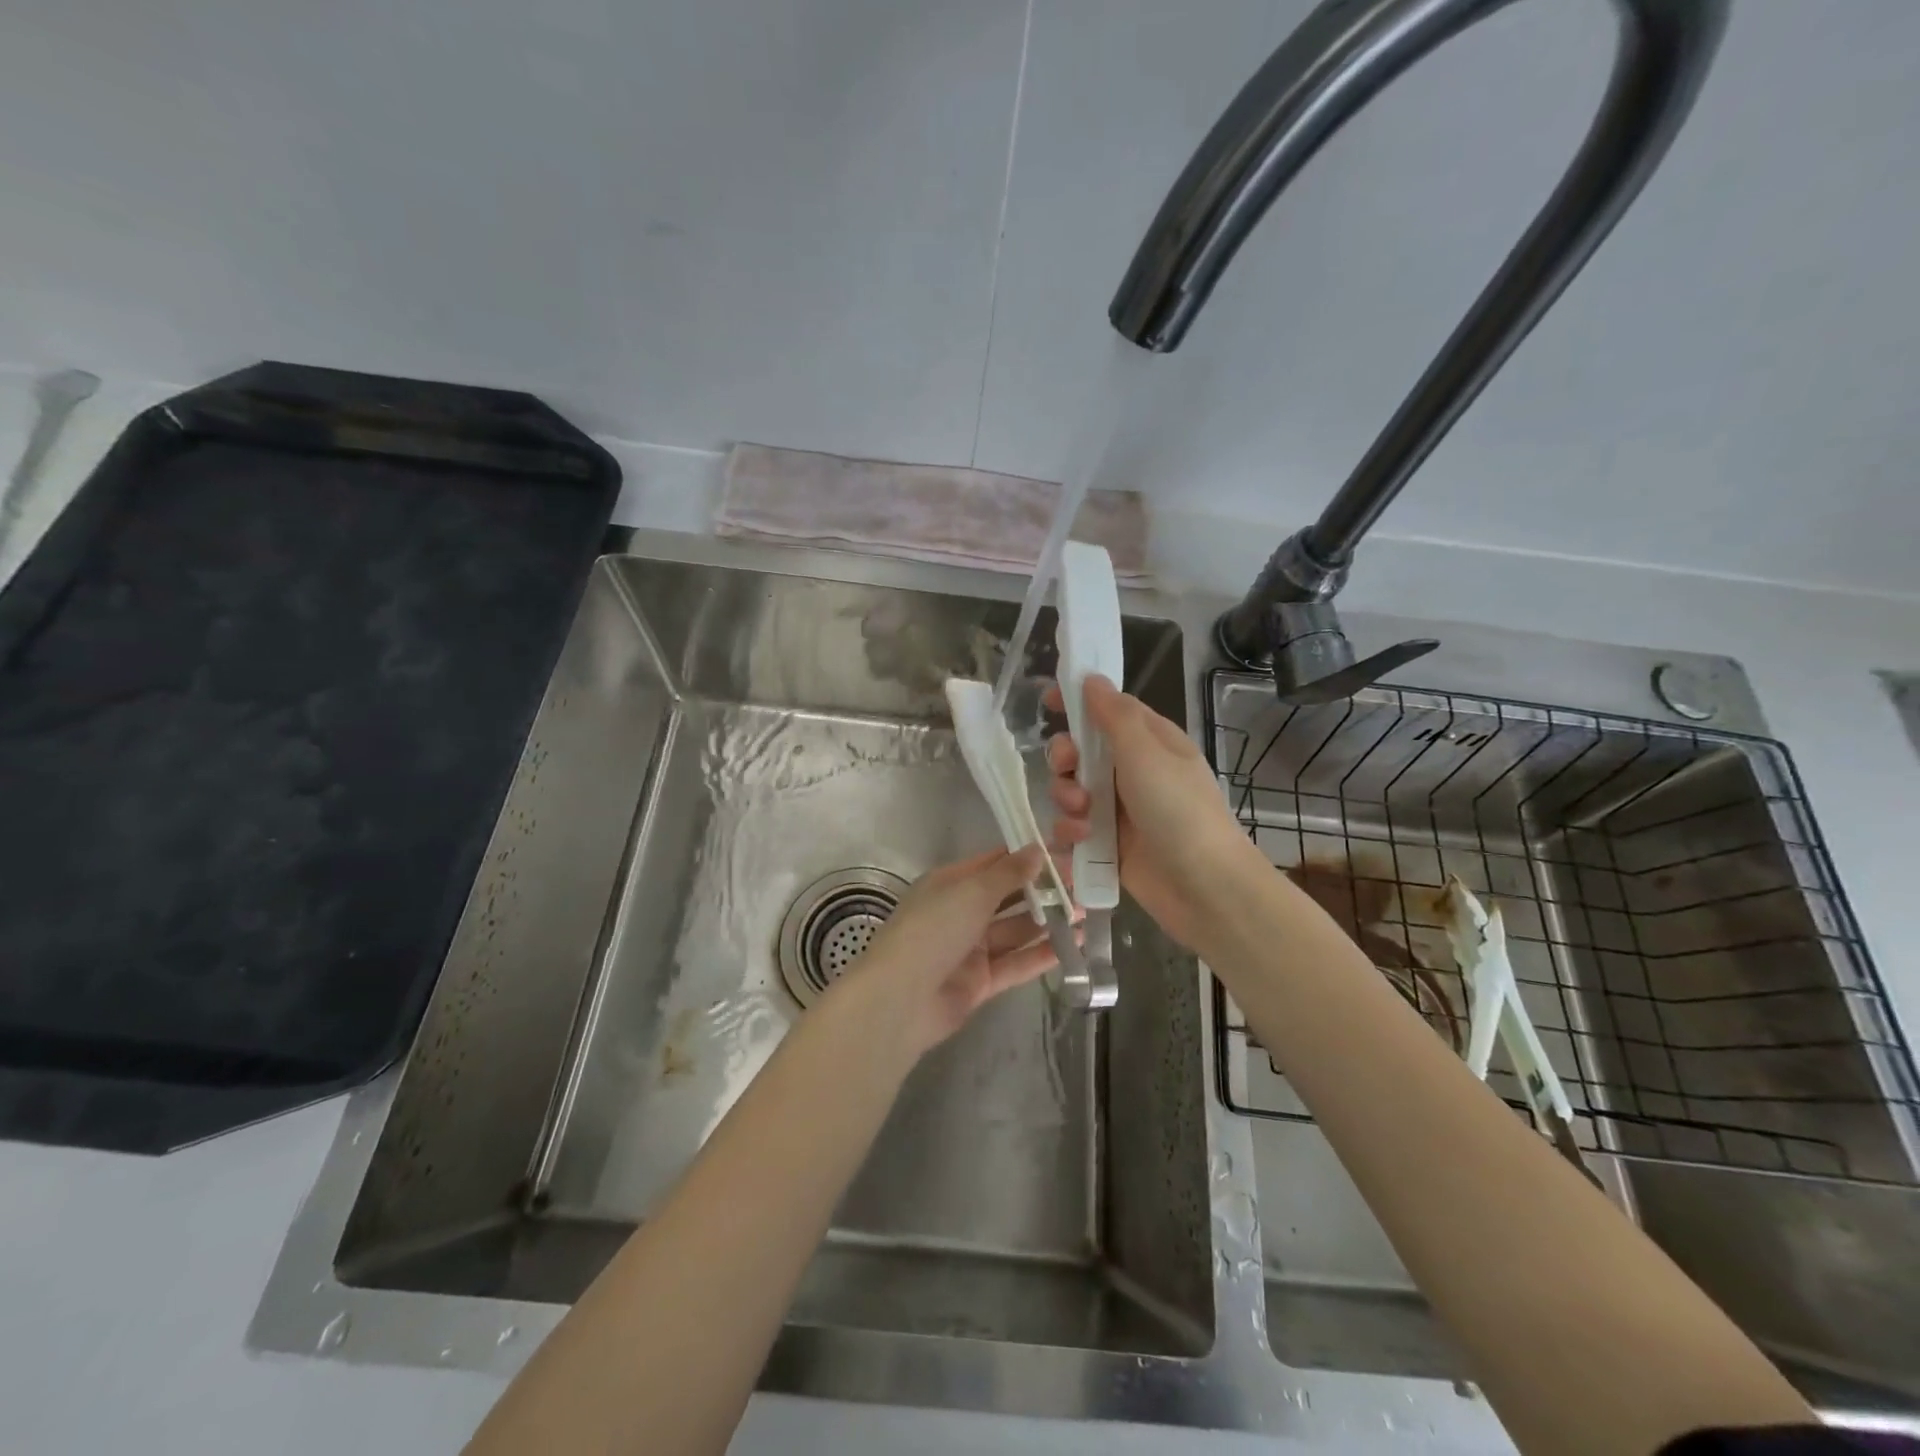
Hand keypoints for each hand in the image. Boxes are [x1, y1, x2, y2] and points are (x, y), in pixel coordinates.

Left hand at [837, 846, 1063, 1054]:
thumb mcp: (972, 891)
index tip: (1063, 852)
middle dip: (1041, 891)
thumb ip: (1008, 873)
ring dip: (1046, 923)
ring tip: (1084, 913)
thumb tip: (1038, 849)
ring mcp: (970, 949)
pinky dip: (1041, 955)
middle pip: (1006, 897)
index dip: (1026, 857)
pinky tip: (1072, 945)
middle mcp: (959, 912)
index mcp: (949, 884)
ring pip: (1014, 931)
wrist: (901, 999)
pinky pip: (1016, 964)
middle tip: (1082, 885)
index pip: (992, 863)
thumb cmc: (933, 929)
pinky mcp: (980, 982)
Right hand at [1046, 674, 1258, 949]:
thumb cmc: (1179, 810)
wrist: (1205, 888)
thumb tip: (1092, 678)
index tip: (1048, 701)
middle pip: (1080, 750)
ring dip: (1066, 798)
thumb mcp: (1147, 753)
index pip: (1107, 709)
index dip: (1077, 702)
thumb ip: (1114, 715)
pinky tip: (1080, 840)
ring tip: (1082, 816)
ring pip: (1071, 789)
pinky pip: (1073, 827)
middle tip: (1069, 768)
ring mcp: (1119, 809)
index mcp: (1149, 742)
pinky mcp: (1107, 844)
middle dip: (1065, 757)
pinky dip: (1070, 831)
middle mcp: (1132, 771)